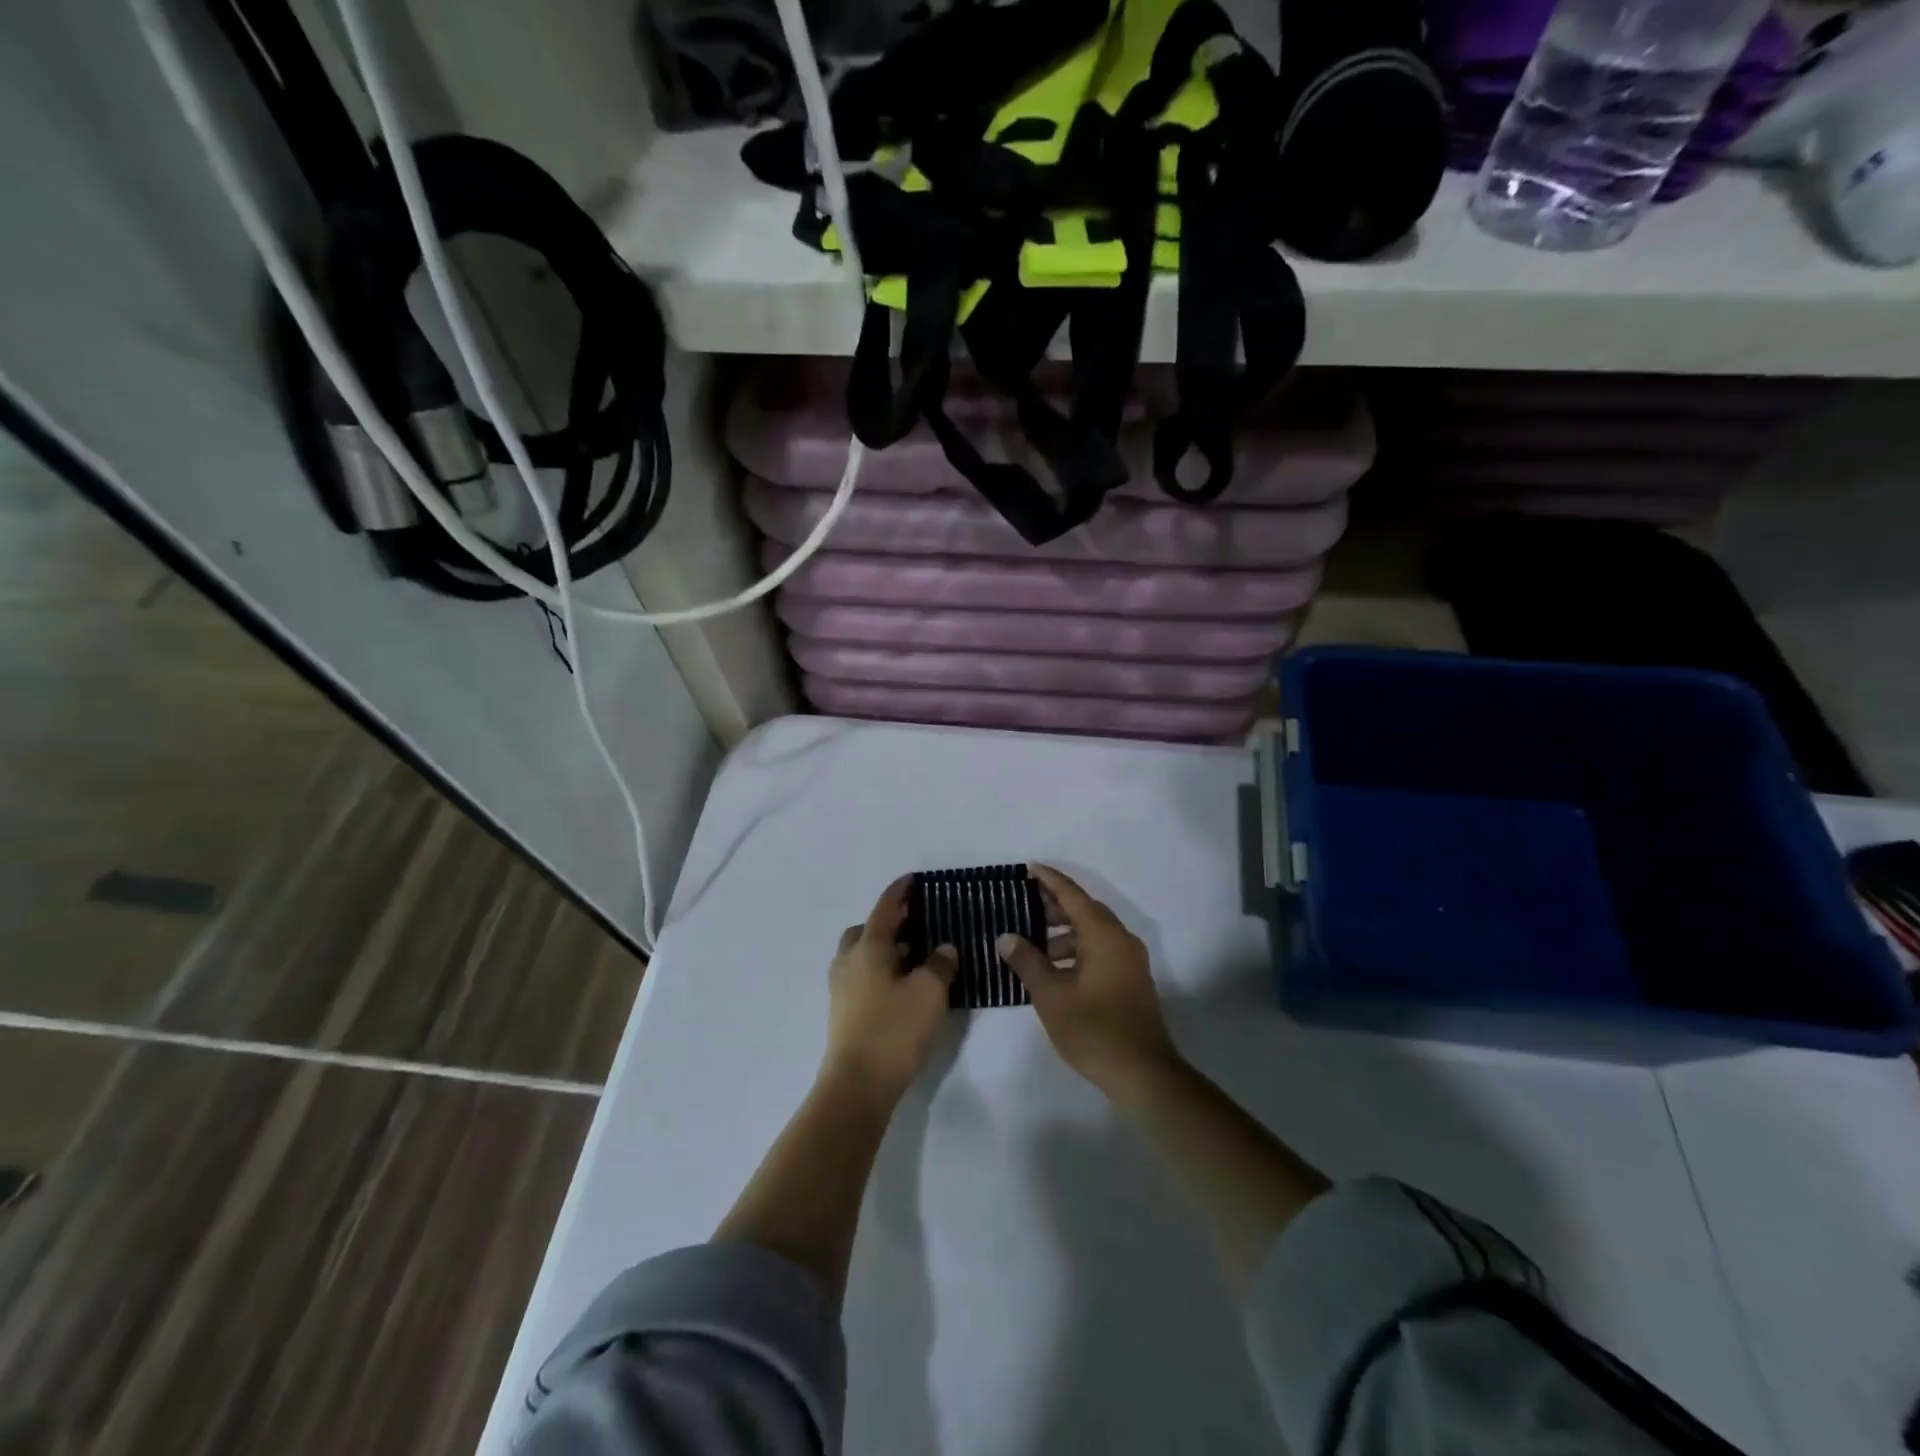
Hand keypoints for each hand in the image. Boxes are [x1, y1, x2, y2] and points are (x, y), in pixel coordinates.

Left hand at [822, 877, 959, 1109]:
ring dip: (885, 949)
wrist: (857, 1085)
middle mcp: (849, 961)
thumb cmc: (894, 1030)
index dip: (900, 892)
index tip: (913, 879)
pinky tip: (903, 986)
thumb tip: (943, 949)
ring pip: (862, 954)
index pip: (885, 908)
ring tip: (916, 957)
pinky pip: (863, 976)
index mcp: (868, 947)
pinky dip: (881, 970)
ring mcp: (842, 987)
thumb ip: (940, 965)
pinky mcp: (844, 1011)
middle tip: (917, 925)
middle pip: (866, 930)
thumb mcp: (929, 993)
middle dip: (889, 923)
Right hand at [997, 865, 1181, 1104]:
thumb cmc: (1093, 1028)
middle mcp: (1121, 939)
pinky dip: (1077, 951)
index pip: (1073, 895)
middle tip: (1023, 906)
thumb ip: (1027, 961)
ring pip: (1093, 933)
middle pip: (1085, 911)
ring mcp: (1130, 961)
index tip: (1029, 868)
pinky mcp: (1132, 981)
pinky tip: (1054, 970)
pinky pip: (1101, 951)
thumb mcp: (1051, 995)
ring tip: (1033, 945)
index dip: (1050, 880)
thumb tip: (1007, 937)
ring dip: (1064, 934)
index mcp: (1104, 934)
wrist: (1143, 1074)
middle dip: (1054, 907)